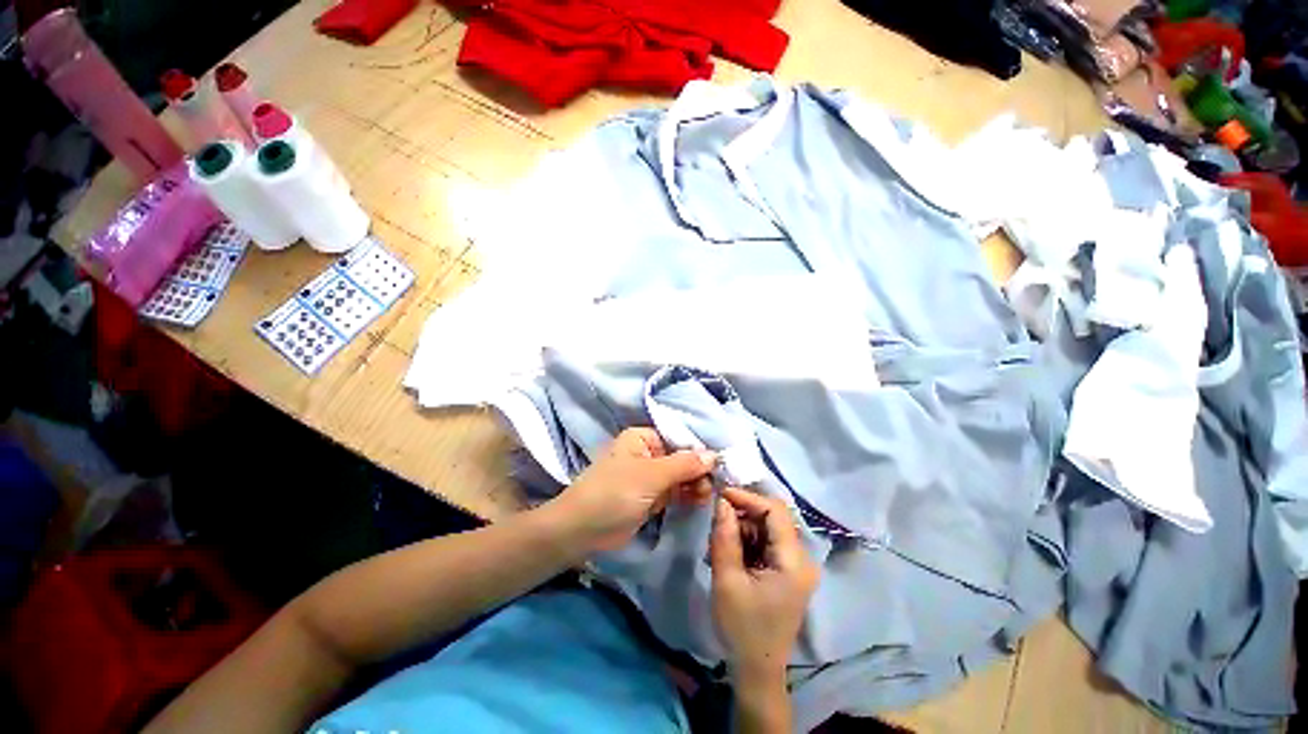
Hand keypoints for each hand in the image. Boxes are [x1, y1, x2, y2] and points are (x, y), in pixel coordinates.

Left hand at [550, 428, 716, 551]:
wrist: (582, 531)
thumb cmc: (614, 493)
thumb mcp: (651, 476)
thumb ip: (684, 465)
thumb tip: (714, 455)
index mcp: (642, 438)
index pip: (678, 439)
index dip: (698, 451)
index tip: (719, 465)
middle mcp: (647, 453)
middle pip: (681, 458)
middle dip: (697, 471)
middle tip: (712, 486)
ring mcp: (648, 477)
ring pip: (679, 476)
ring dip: (694, 484)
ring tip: (707, 495)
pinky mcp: (649, 497)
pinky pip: (673, 492)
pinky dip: (686, 495)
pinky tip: (700, 500)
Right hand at [710, 488, 818, 676]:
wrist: (756, 669)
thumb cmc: (741, 627)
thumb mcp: (726, 579)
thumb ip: (724, 536)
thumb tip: (721, 501)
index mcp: (793, 561)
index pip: (775, 510)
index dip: (748, 497)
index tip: (721, 495)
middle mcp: (802, 558)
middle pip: (773, 518)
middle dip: (743, 514)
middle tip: (716, 521)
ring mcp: (797, 565)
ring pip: (768, 529)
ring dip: (743, 528)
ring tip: (719, 542)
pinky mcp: (788, 572)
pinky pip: (767, 543)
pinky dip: (748, 541)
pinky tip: (730, 553)